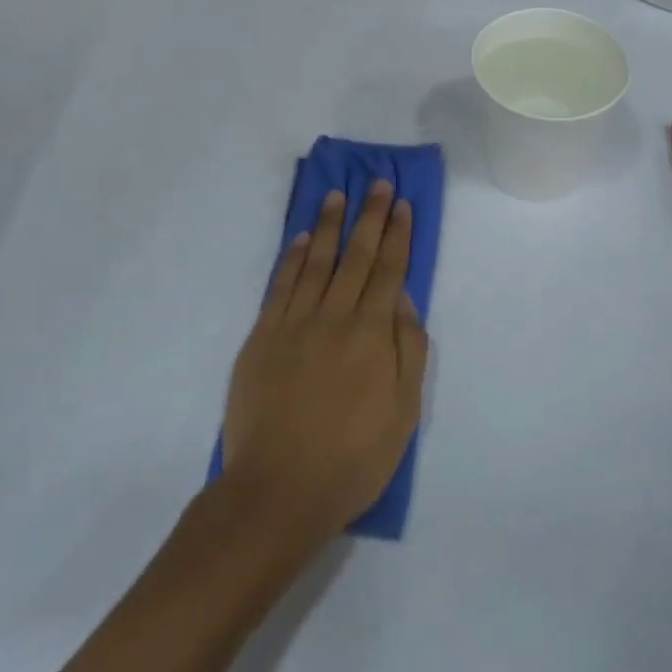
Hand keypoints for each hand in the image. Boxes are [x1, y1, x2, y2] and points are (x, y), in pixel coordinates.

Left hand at [222, 181, 427, 546]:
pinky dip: (292, 258)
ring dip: (328, 225)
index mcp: (372, 334)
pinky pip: (280, 286)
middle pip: (355, 256)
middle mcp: (334, 316)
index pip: (388, 271)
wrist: (278, 489)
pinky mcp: (262, 336)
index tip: (401, 204)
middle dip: (368, 216)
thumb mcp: (403, 413)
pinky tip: (300, 239)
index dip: (396, 235)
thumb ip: (408, 350)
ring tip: (337, 195)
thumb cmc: (352, 458)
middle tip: (376, 182)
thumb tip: (403, 301)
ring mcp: (294, 323)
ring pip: (316, 262)